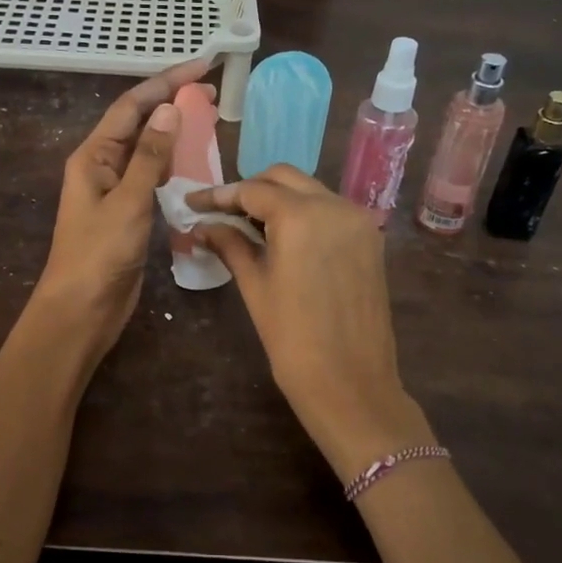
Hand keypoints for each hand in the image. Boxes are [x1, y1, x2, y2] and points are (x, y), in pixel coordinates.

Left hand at [32, 58, 212, 361]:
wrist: (83, 309)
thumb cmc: (100, 254)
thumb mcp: (128, 202)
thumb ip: (150, 156)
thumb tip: (170, 109)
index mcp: (93, 156)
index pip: (132, 106)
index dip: (166, 82)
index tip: (202, 66)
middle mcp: (103, 166)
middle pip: (140, 124)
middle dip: (173, 103)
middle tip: (214, 92)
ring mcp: (116, 190)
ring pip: (149, 151)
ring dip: (176, 134)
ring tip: (211, 120)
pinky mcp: (130, 213)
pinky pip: (154, 178)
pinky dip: (175, 166)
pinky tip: (197, 163)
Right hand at [189, 167, 433, 481]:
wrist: (351, 384)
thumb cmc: (293, 340)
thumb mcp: (255, 287)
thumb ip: (231, 245)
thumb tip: (203, 226)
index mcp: (302, 216)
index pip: (252, 190)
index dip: (219, 195)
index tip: (192, 202)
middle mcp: (335, 206)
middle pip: (284, 178)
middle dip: (250, 189)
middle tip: (220, 212)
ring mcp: (357, 220)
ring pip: (310, 190)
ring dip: (278, 199)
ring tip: (247, 223)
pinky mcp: (370, 238)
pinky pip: (330, 210)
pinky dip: (303, 213)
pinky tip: (281, 235)